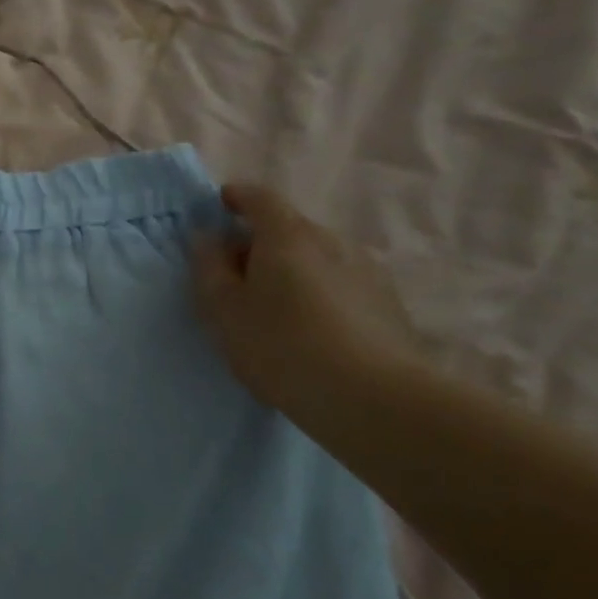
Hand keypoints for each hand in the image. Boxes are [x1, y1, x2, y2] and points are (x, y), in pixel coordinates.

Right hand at [192, 184, 426, 420]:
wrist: (375, 400)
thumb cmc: (281, 345)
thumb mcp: (223, 309)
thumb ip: (209, 266)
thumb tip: (208, 237)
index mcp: (287, 235)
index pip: (259, 197)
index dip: (237, 197)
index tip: (221, 206)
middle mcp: (332, 241)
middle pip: (289, 228)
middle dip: (261, 242)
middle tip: (237, 275)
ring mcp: (367, 271)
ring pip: (318, 257)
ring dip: (293, 270)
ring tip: (276, 308)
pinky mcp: (389, 305)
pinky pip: (342, 284)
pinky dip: (320, 293)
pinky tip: (313, 330)